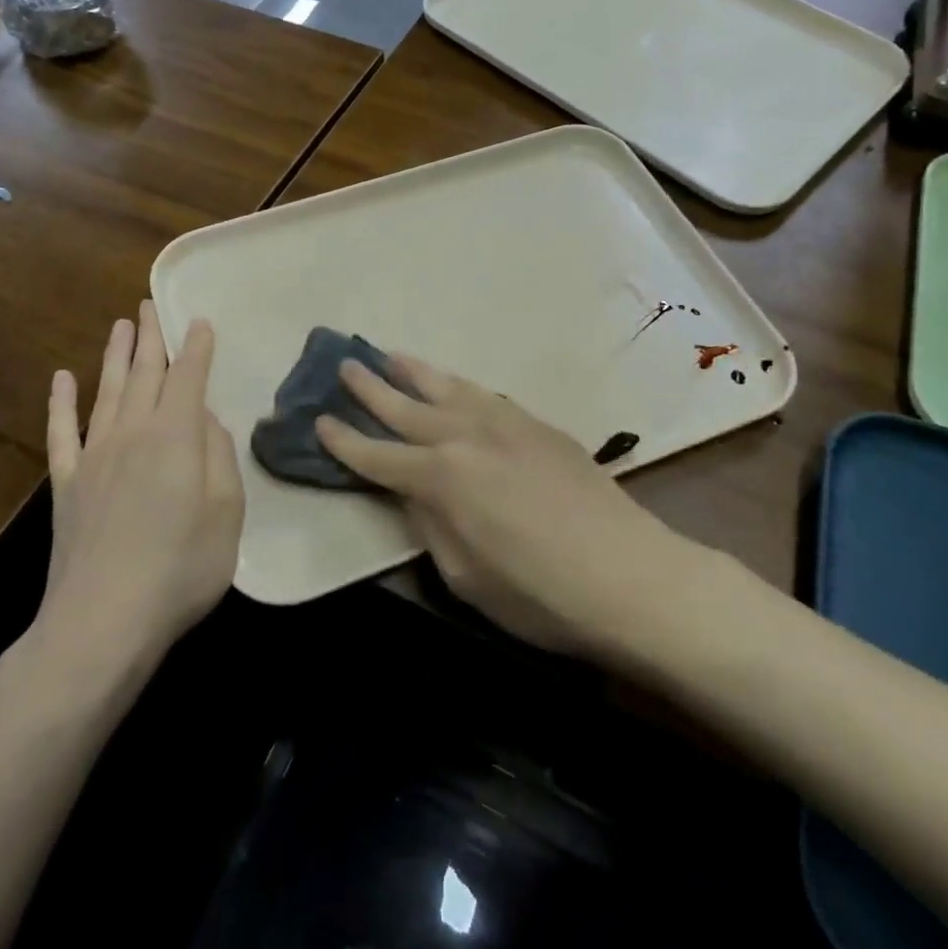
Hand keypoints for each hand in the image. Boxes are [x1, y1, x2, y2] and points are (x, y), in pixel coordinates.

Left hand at [36, 303, 244, 667]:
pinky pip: (62, 433)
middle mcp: (133, 433)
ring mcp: (94, 457)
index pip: (189, 378)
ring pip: (108, 391)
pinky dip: (61, 403)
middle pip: (145, 374)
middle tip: (150, 306)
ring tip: (120, 325)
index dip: (196, 348)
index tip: (200, 321)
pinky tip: (62, 379)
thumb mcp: (226, 512)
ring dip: (115, 356)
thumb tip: (205, 420)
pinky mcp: (66, 485)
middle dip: (151, 338)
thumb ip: (219, 457)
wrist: (102, 621)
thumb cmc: (181, 568)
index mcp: (176, 436)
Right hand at [315, 355, 677, 657]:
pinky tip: (452, 385)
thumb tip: (414, 494)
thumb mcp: (465, 576)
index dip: (345, 441)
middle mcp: (467, 436)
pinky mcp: (537, 424)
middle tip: (344, 363)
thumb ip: (430, 526)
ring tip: (389, 354)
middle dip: (371, 387)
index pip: (378, 455)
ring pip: (447, 387)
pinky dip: (458, 385)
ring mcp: (506, 423)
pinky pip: (484, 394)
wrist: (629, 574)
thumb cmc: (539, 594)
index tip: (318, 421)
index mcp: (441, 477)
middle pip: (406, 407)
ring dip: (414, 371)